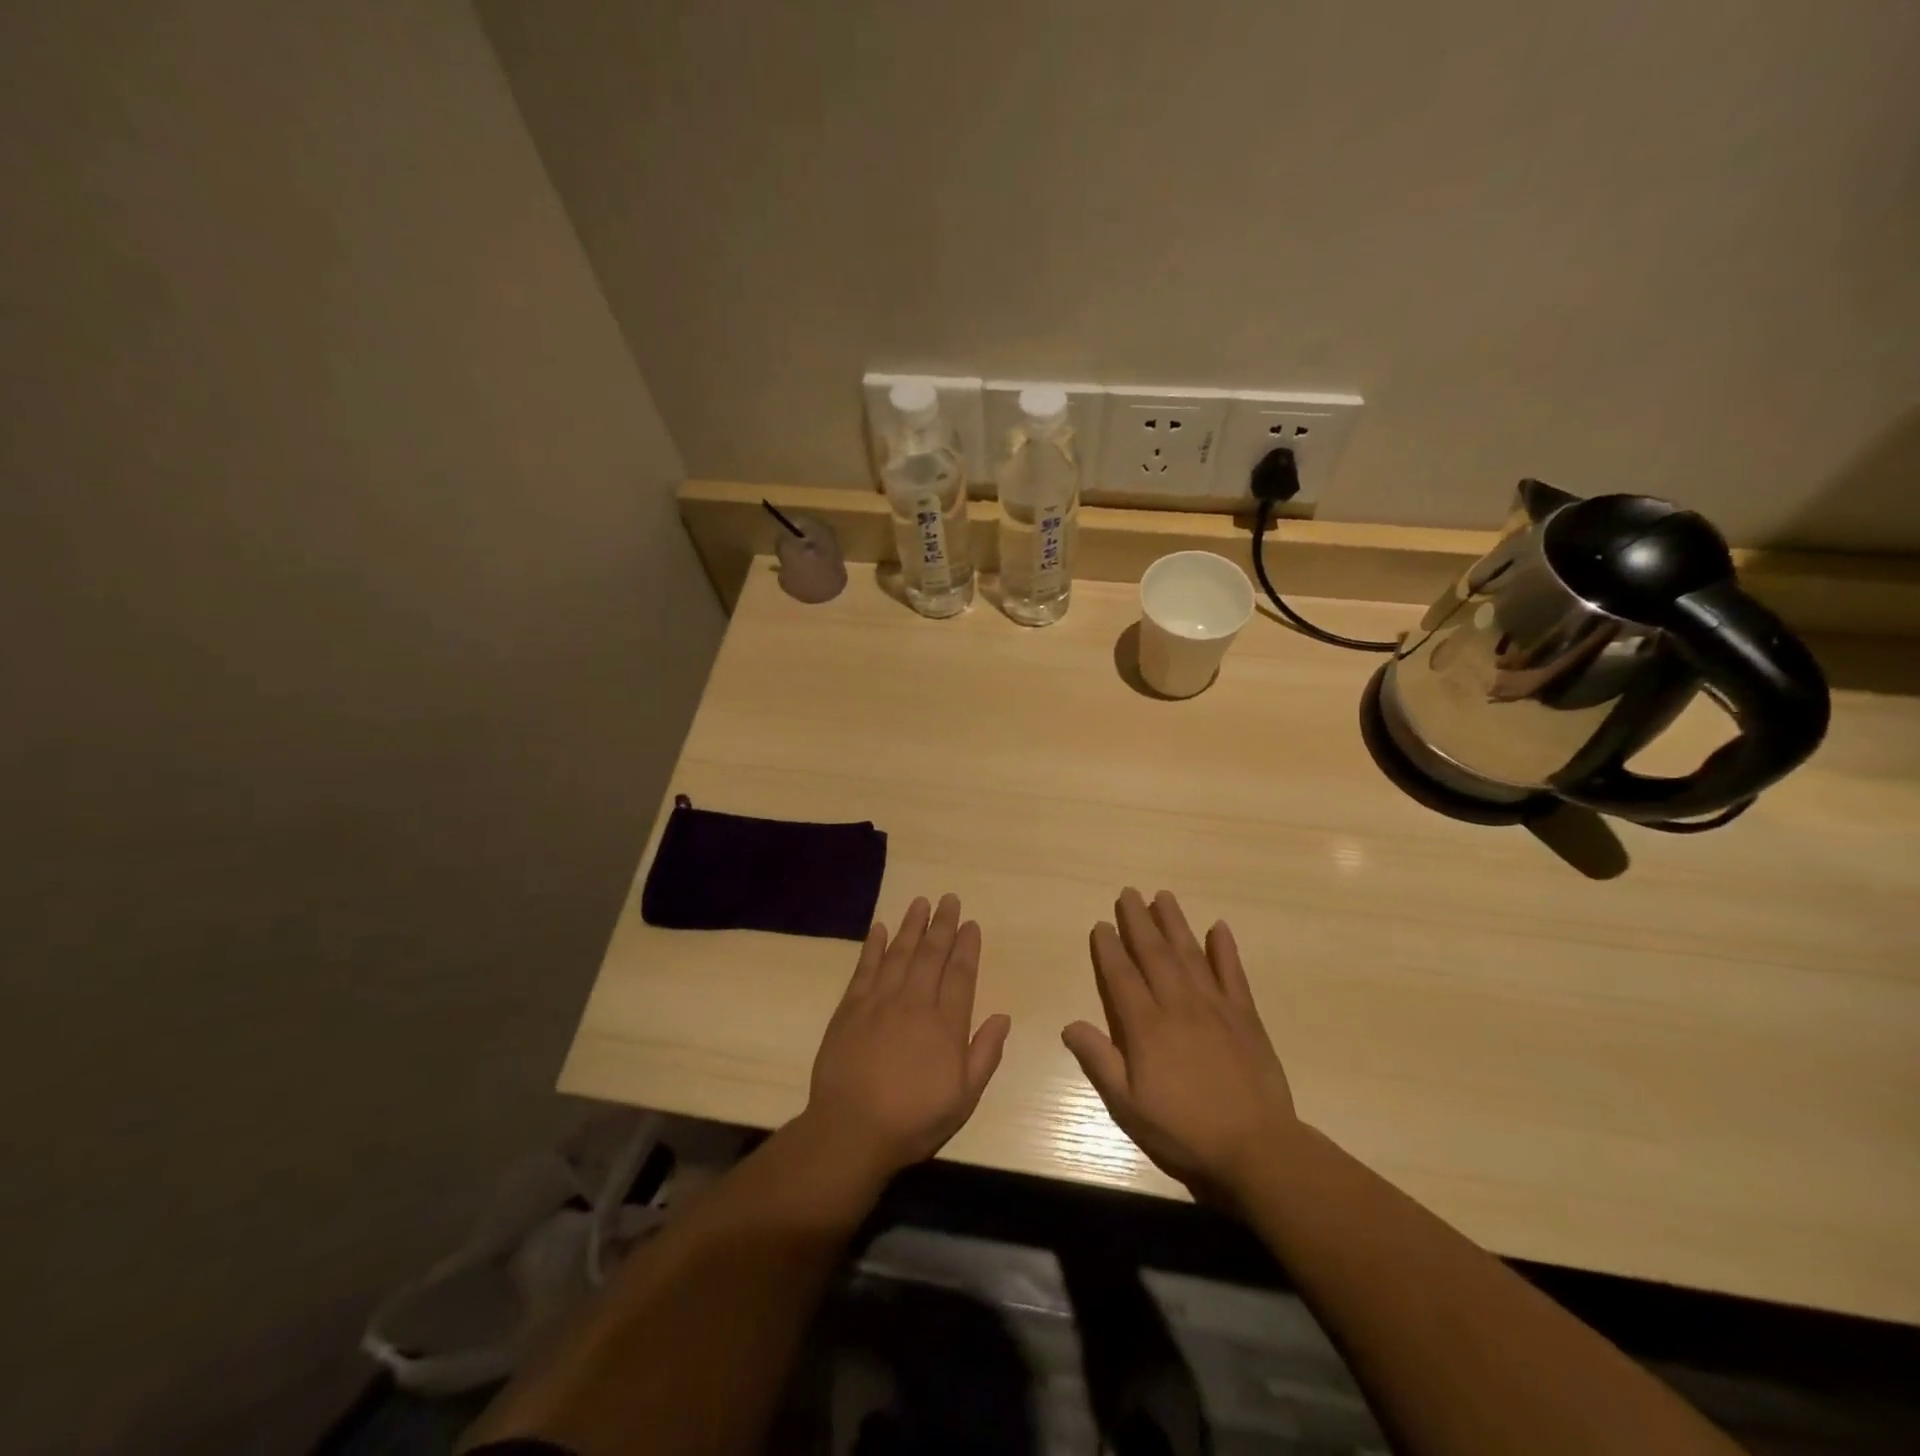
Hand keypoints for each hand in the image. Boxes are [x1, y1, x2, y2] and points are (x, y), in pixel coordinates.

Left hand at [803, 894, 1011, 1180]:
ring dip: (911, 926)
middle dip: (942, 924)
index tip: (970, 923)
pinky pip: (864, 968)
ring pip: (899, 953)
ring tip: (921, 902)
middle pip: (931, 955)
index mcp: (945, 1024)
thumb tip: (1003, 1016)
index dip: (966, 946)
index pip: (960, 974)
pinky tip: (879, 928)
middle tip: (949, 899)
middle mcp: (915, 1003)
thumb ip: (985, 1054)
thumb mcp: (963, 1097)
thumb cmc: (913, 1119)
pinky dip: (873, 945)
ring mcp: (879, 1002)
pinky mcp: (850, 1008)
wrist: (851, 1130)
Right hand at [1062, 889, 1300, 1199]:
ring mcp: (1215, 1007)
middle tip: (1128, 892)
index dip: (1109, 948)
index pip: (1122, 976)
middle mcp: (1178, 1005)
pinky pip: (1233, 973)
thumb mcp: (1128, 1106)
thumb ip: (1099, 1061)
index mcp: (1147, 1027)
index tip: (1102, 924)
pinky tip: (1219, 927)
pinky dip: (1225, 949)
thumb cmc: (1184, 1131)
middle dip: (1139, 921)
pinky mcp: (1245, 1016)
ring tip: (1163, 896)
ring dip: (1175, 923)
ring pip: (1190, 954)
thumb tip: (1070, 1024)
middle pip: (1154, 954)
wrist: (1257, 1148)